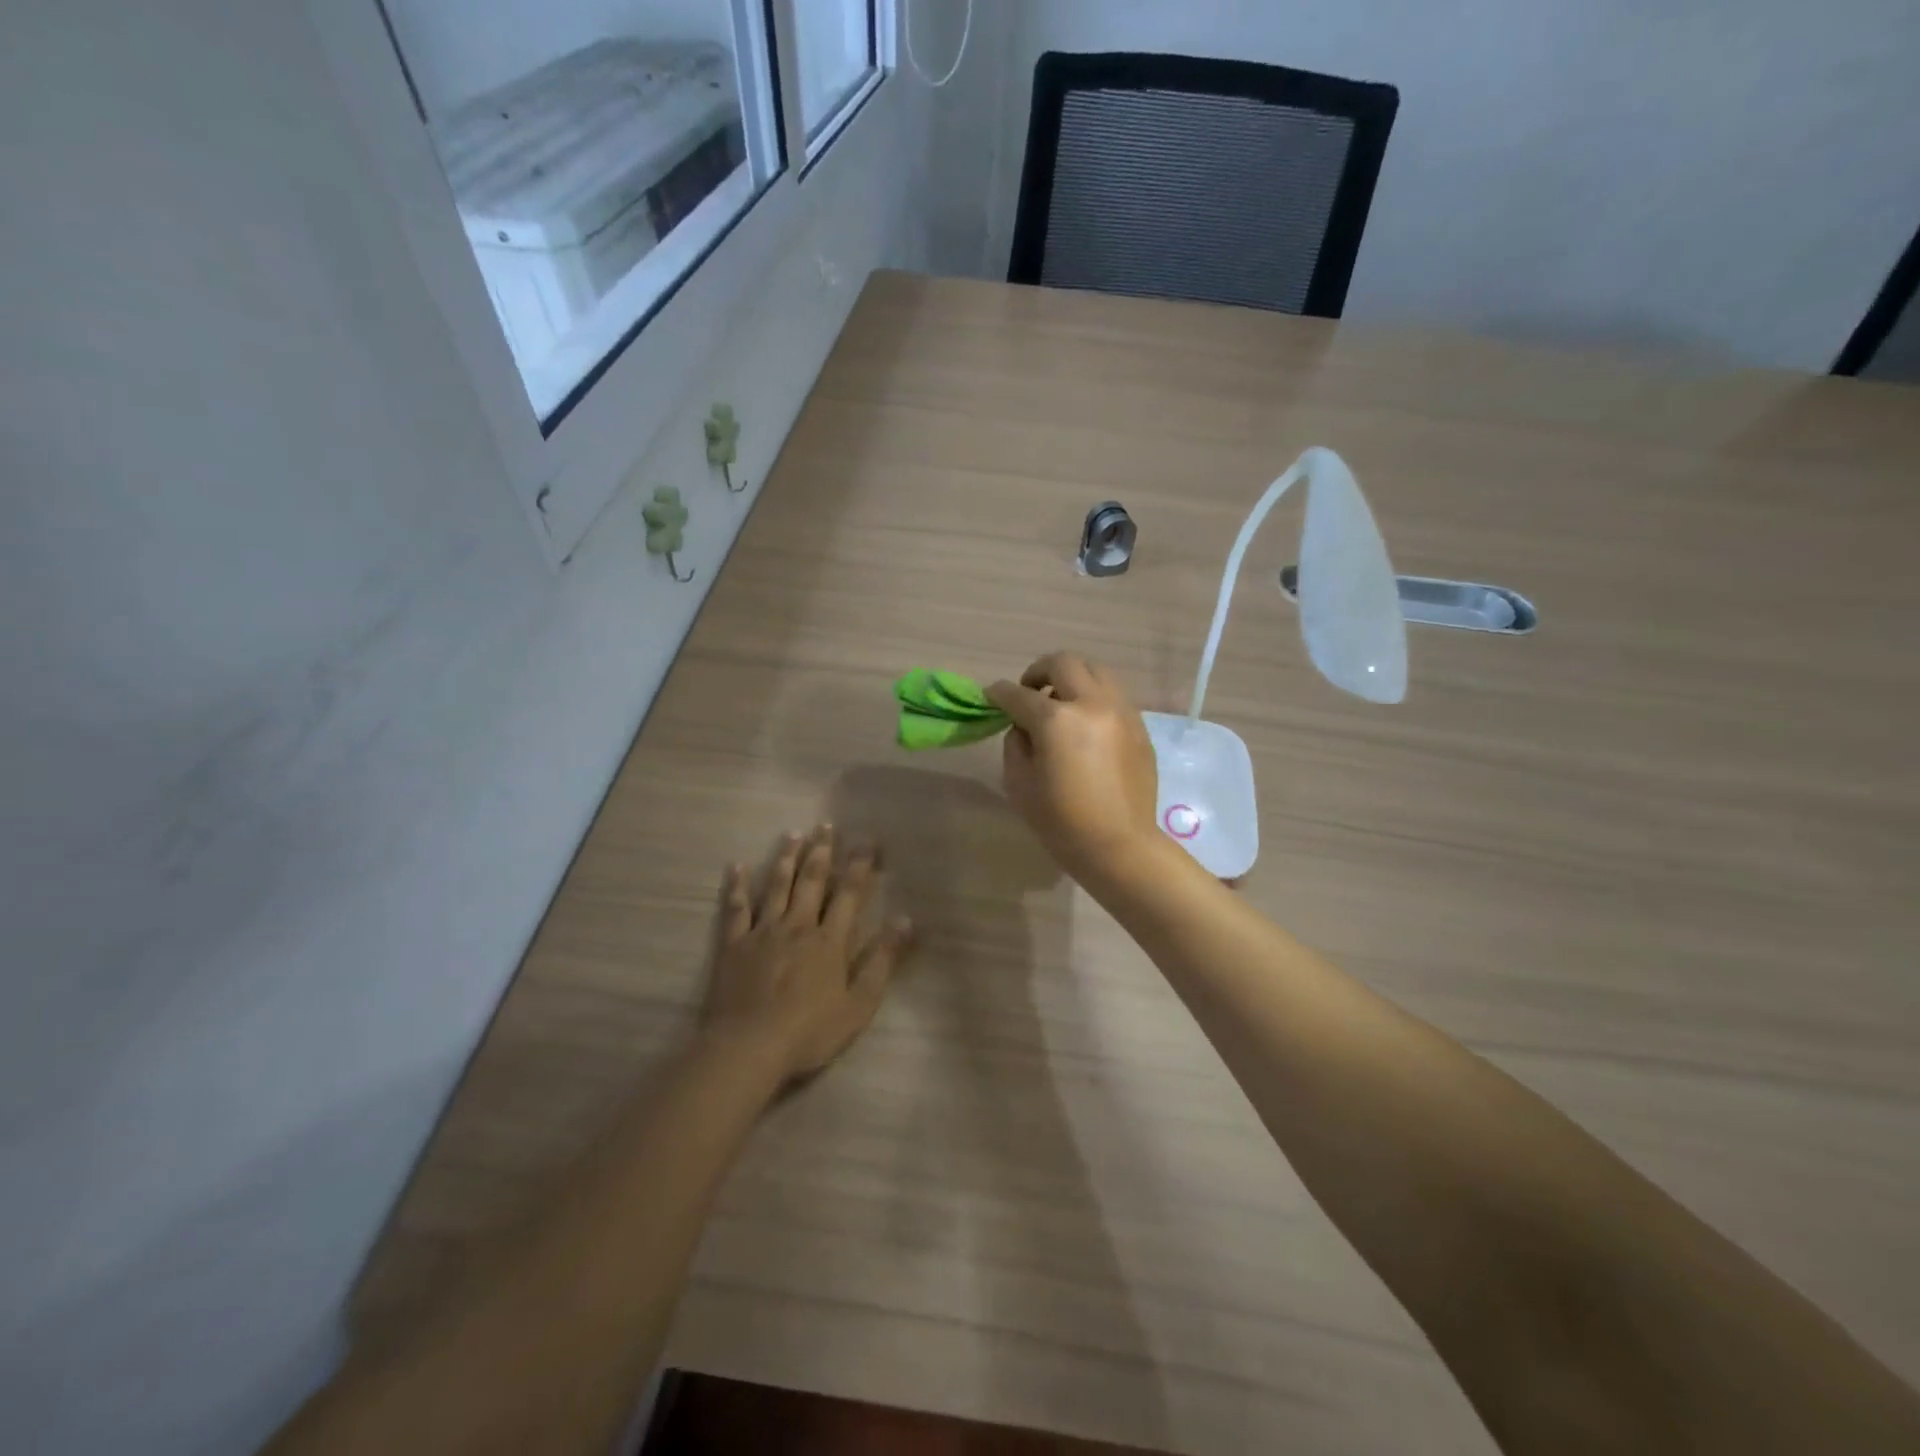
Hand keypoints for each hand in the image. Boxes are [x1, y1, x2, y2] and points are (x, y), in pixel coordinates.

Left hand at [701, 825, 913, 1084]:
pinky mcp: (733, 945)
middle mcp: (797, 925)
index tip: (868, 840)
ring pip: (776, 886)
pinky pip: (736, 908)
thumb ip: (882, 960)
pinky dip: (736, 886)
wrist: (748, 1048)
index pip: (849, 893)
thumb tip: (905, 920)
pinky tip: (736, 866)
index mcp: (829, 940)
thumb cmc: (809, 1031)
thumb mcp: (859, 1004)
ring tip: (793, 834)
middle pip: (811, 881)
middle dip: (822, 852)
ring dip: (786, 859)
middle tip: (826, 825)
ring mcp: (762, 932)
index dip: (860, 865)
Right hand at [988, 653, 1159, 878]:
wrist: (1119, 846)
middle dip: (1038, 671)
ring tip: (1061, 704)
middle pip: (1063, 663)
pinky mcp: (1139, 726)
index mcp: (1056, 720)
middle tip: (1029, 691)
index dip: (999, 693)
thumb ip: (1016, 743)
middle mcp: (1092, 704)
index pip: (1018, 694)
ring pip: (1095, 671)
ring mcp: (1121, 712)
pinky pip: (1113, 696)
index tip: (991, 696)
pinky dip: (1093, 698)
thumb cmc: (1062, 822)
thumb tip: (1023, 725)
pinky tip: (1086, 725)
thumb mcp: (1020, 783)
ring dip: (1071, 679)